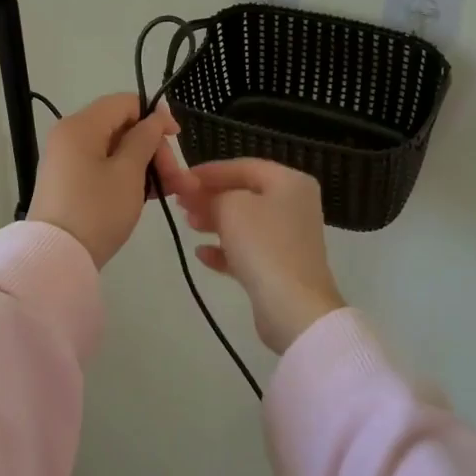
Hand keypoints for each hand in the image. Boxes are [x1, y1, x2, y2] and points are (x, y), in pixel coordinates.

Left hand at [28, 94, 191, 268]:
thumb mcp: (129, 173)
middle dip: (155, 149)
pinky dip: (128, 177)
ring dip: (147, 166)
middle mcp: (70, 136)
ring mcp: (68, 160)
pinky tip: (150, 195)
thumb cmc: (97, 210)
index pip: (125, 102)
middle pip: (122, 127)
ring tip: (173, 191)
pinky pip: (104, 167)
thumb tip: (155, 117)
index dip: (155, 116)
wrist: (57, 258)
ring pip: (116, 150)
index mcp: (81, 125)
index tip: (177, 138)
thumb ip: (145, 139)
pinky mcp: (70, 182)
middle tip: (178, 179)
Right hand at [181, 159, 344, 353]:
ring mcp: (289, 238)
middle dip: (211, 197)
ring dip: (215, 221)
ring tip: (189, 224)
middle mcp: (294, 205)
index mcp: (290, 182)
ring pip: (245, 222)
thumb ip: (212, 194)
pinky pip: (249, 250)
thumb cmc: (263, 245)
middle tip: (181, 203)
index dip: (210, 171)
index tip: (181, 179)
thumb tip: (198, 194)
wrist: (294, 308)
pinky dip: (225, 249)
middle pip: (245, 193)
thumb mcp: (231, 208)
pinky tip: (202, 254)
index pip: (244, 167)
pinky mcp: (281, 267)